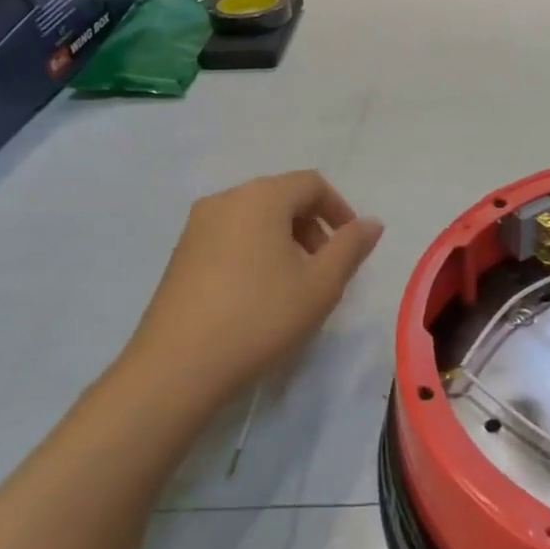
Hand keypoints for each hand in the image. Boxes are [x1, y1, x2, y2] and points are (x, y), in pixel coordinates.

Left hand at [121, 171, 382, 420]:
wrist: (178, 365)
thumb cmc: (260, 317)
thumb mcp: (321, 285)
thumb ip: (351, 247)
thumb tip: (371, 222)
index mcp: (261, 197)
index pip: (311, 183)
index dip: (339, 209)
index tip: (351, 246)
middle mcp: (226, 199)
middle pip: (281, 196)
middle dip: (312, 226)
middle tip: (324, 269)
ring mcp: (197, 226)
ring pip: (254, 217)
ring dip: (284, 240)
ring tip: (293, 284)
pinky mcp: (180, 253)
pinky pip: (230, 236)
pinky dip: (254, 250)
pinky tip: (257, 294)